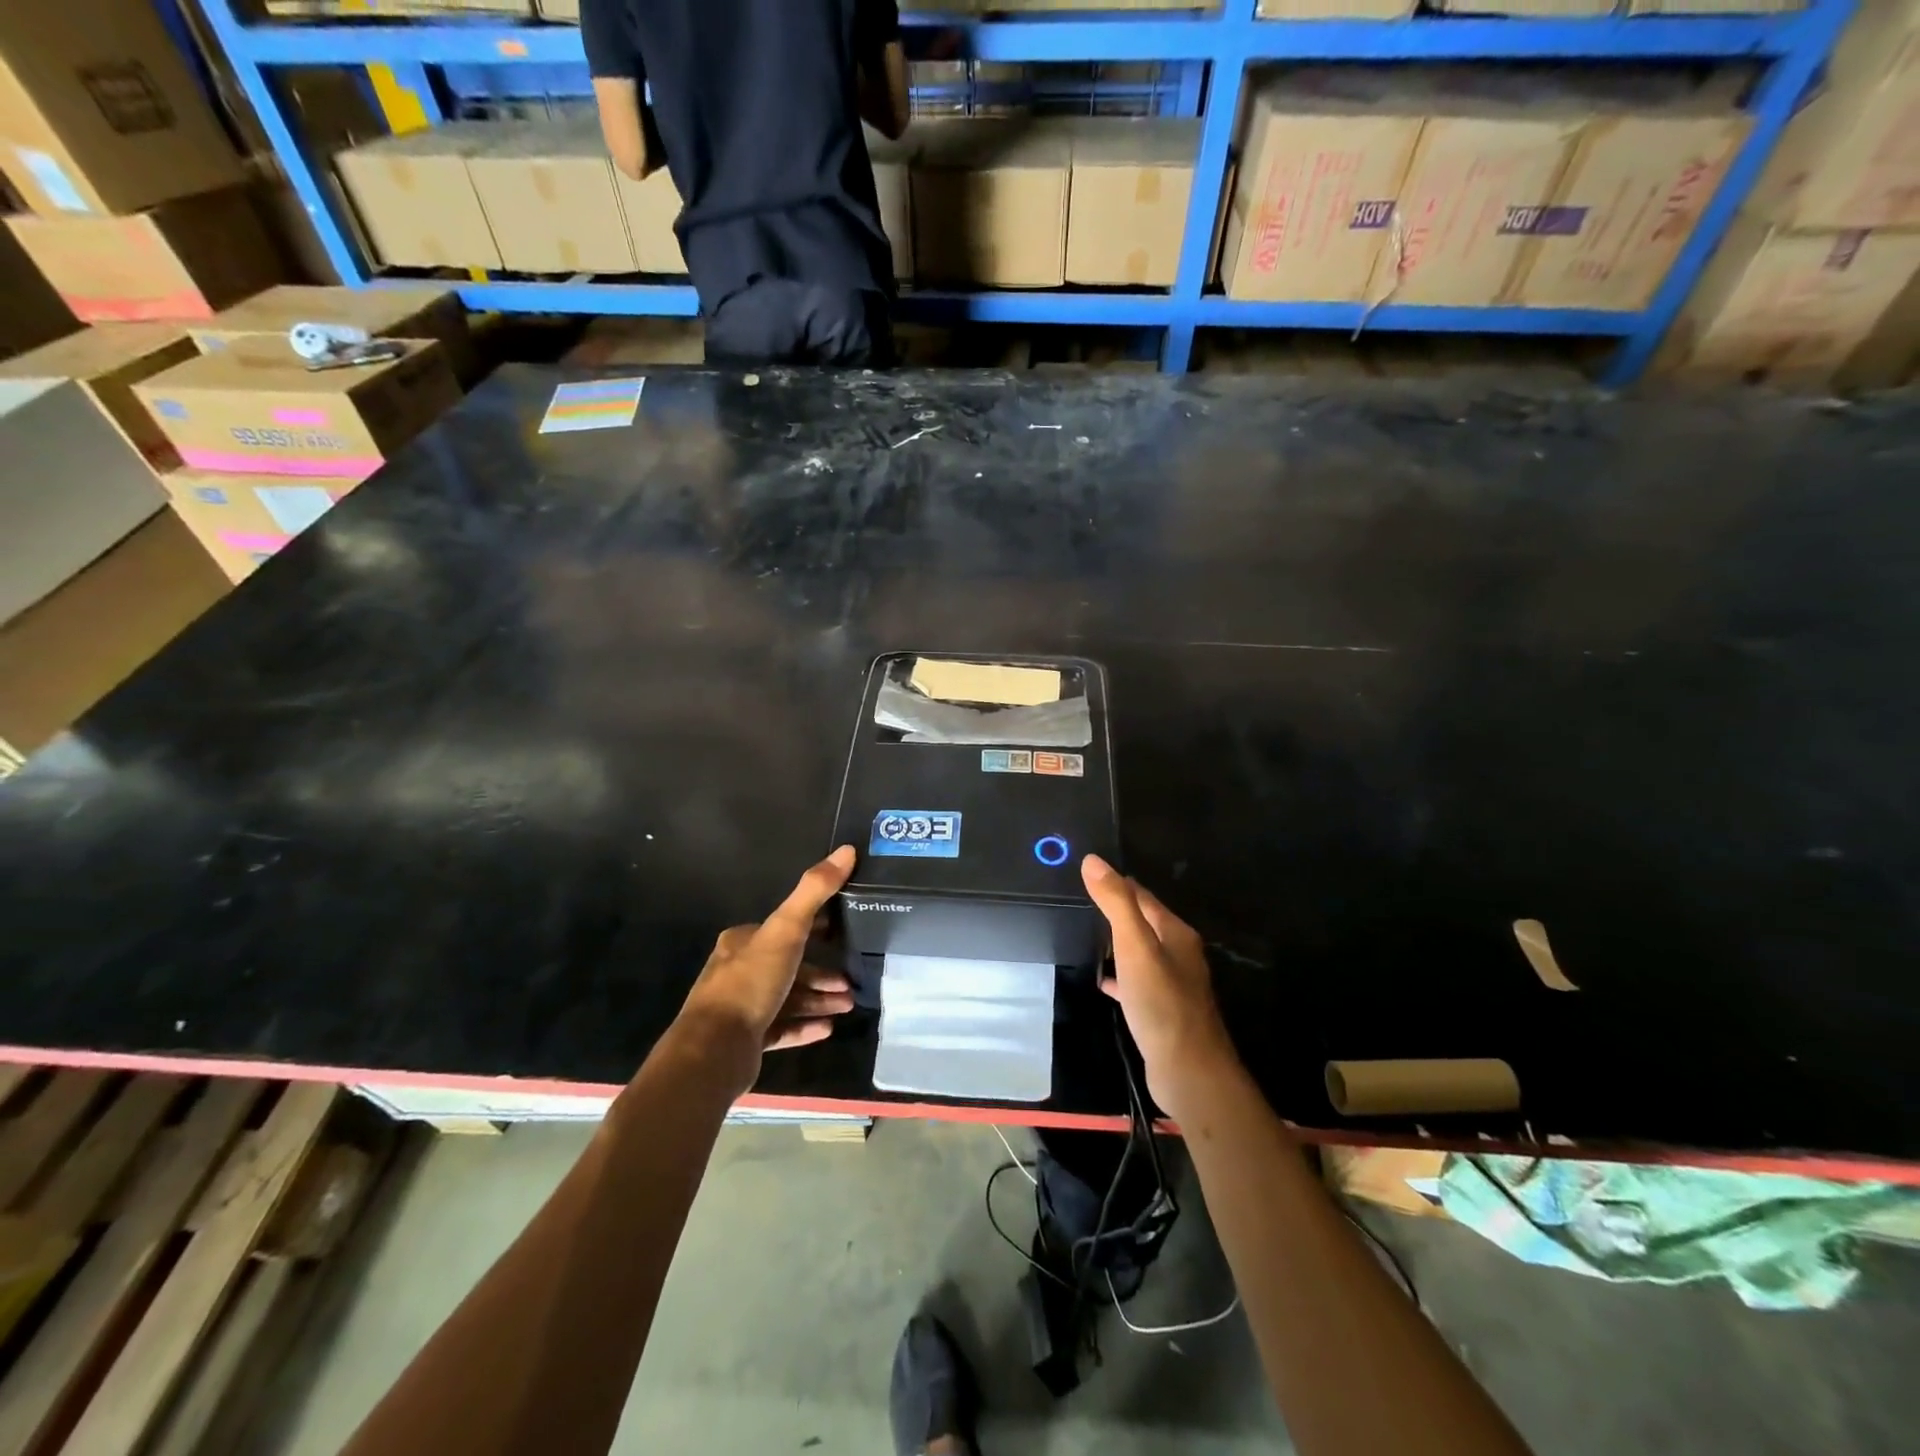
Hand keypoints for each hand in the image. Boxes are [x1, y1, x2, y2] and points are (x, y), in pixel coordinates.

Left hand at [678, 847, 857, 1080]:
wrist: (714, 1050)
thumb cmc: (750, 983)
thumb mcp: (786, 929)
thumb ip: (815, 890)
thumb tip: (847, 850)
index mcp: (743, 941)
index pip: (786, 929)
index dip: (817, 930)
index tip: (845, 936)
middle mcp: (739, 971)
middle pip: (790, 966)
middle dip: (822, 973)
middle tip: (851, 982)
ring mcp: (741, 1008)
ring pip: (788, 998)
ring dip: (819, 999)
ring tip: (849, 1004)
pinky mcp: (745, 1040)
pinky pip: (782, 1028)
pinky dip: (806, 1026)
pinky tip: (829, 1028)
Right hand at [1081, 855, 1238, 1117]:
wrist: (1188, 1070)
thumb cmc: (1162, 1002)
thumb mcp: (1134, 945)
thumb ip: (1116, 903)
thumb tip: (1093, 861)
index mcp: (1175, 933)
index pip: (1143, 896)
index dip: (1117, 883)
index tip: (1089, 874)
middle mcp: (1179, 954)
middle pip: (1144, 923)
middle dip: (1117, 912)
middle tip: (1083, 903)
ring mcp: (1173, 984)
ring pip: (1141, 953)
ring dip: (1118, 943)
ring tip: (1087, 936)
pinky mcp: (1163, 1010)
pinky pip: (1137, 983)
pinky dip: (1120, 977)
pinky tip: (1103, 982)